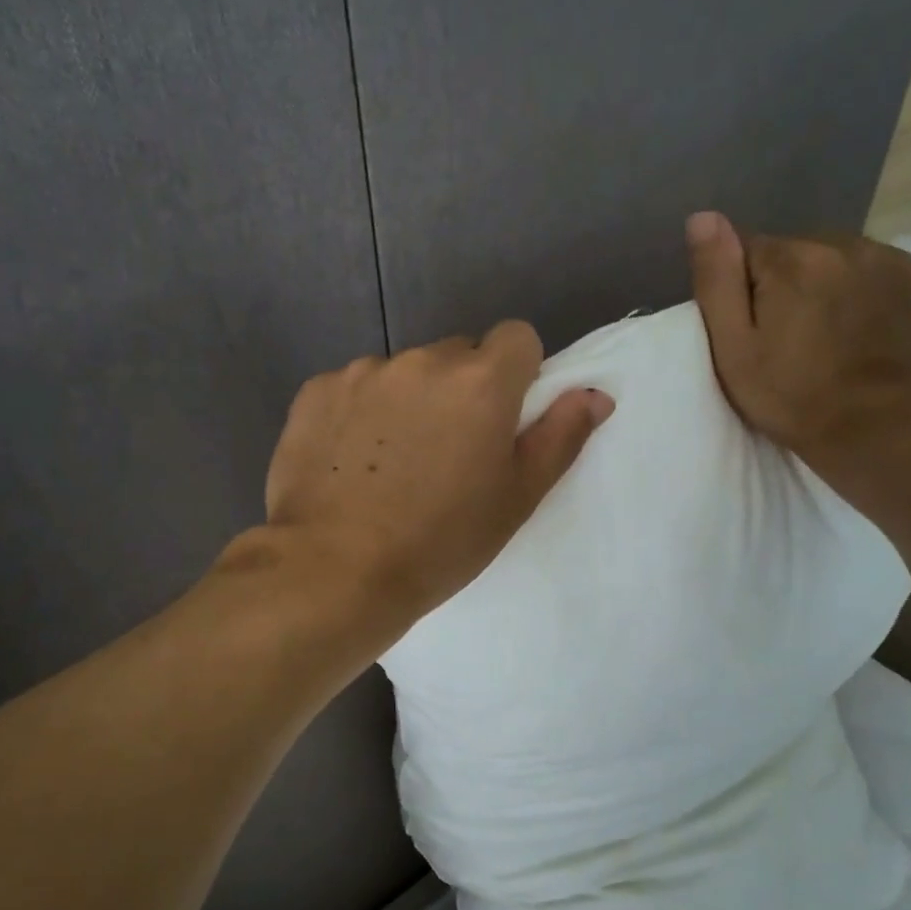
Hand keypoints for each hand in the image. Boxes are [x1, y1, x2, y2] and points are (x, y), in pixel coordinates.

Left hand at [261, 322, 613, 626]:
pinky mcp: (316, 390)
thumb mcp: (516, 499)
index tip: (502, 419)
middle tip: (448, 451)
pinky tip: (350, 461)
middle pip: (458, 355)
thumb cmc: (440, 542)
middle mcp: (422, 361)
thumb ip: (560, 437)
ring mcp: (363, 372)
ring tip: (392, 463)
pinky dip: (360, 412)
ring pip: (404, 372)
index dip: (517, 373)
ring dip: (409, 400)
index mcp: (481, 382)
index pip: (517, 337)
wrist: (334, 572)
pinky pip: (355, 387)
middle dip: (462, 389)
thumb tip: (594, 394)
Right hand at [685, 211, 910, 490]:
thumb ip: (717, 279)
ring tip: (829, 335)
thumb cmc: (790, 397)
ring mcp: (895, 260)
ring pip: (841, 259)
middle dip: (788, 283)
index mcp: (794, 260)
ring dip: (829, 285)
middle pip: (799, 251)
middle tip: (790, 337)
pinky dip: (870, 292)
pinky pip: (883, 271)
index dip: (743, 289)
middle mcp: (847, 244)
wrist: (875, 433)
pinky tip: (865, 329)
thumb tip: (703, 217)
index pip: (750, 250)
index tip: (754, 330)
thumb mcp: (733, 348)